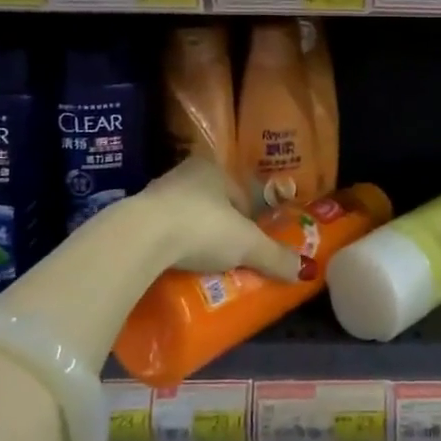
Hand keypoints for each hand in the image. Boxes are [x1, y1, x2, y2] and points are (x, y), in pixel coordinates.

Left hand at [140, 156, 302, 279]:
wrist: (138, 238)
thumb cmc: (201, 227)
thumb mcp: (246, 244)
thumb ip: (275, 256)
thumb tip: (306, 271)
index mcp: (213, 169)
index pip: (240, 194)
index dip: (250, 219)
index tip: (251, 244)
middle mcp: (184, 175)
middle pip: (213, 206)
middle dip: (222, 230)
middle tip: (230, 258)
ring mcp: (155, 195)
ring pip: (186, 219)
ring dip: (195, 240)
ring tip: (204, 268)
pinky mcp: (133, 219)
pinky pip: (161, 234)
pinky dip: (171, 249)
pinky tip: (176, 269)